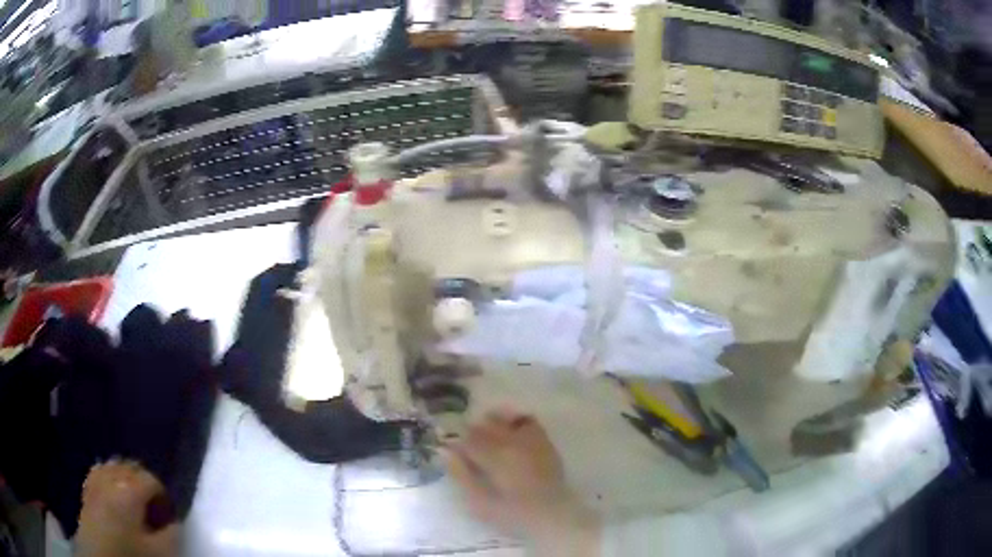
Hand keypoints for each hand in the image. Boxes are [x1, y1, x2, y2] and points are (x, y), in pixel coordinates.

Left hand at [76, 461, 179, 556]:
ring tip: (135, 499)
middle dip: (144, 482)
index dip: (163, 494)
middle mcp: (111, 477)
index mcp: (130, 490)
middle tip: (153, 505)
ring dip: (126, 477)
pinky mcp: (87, 487)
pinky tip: (114, 493)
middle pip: (130, 467)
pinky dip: (109, 477)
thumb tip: (176, 522)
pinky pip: (99, 471)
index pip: (150, 479)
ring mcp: (96, 480)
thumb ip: (172, 535)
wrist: (100, 555)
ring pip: (113, 465)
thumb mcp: (159, 552)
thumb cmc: (130, 553)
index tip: (168, 513)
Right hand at [444, 408, 601, 555]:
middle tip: (469, 449)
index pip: (468, 439)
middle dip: (473, 434)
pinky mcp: (545, 443)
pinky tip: (511, 432)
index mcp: (495, 456)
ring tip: (488, 438)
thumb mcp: (479, 502)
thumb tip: (446, 452)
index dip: (457, 444)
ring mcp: (531, 440)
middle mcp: (513, 442)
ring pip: (505, 420)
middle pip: (485, 427)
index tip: (453, 452)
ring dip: (492, 425)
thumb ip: (461, 475)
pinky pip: (528, 422)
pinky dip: (516, 422)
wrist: (552, 516)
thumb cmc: (512, 514)